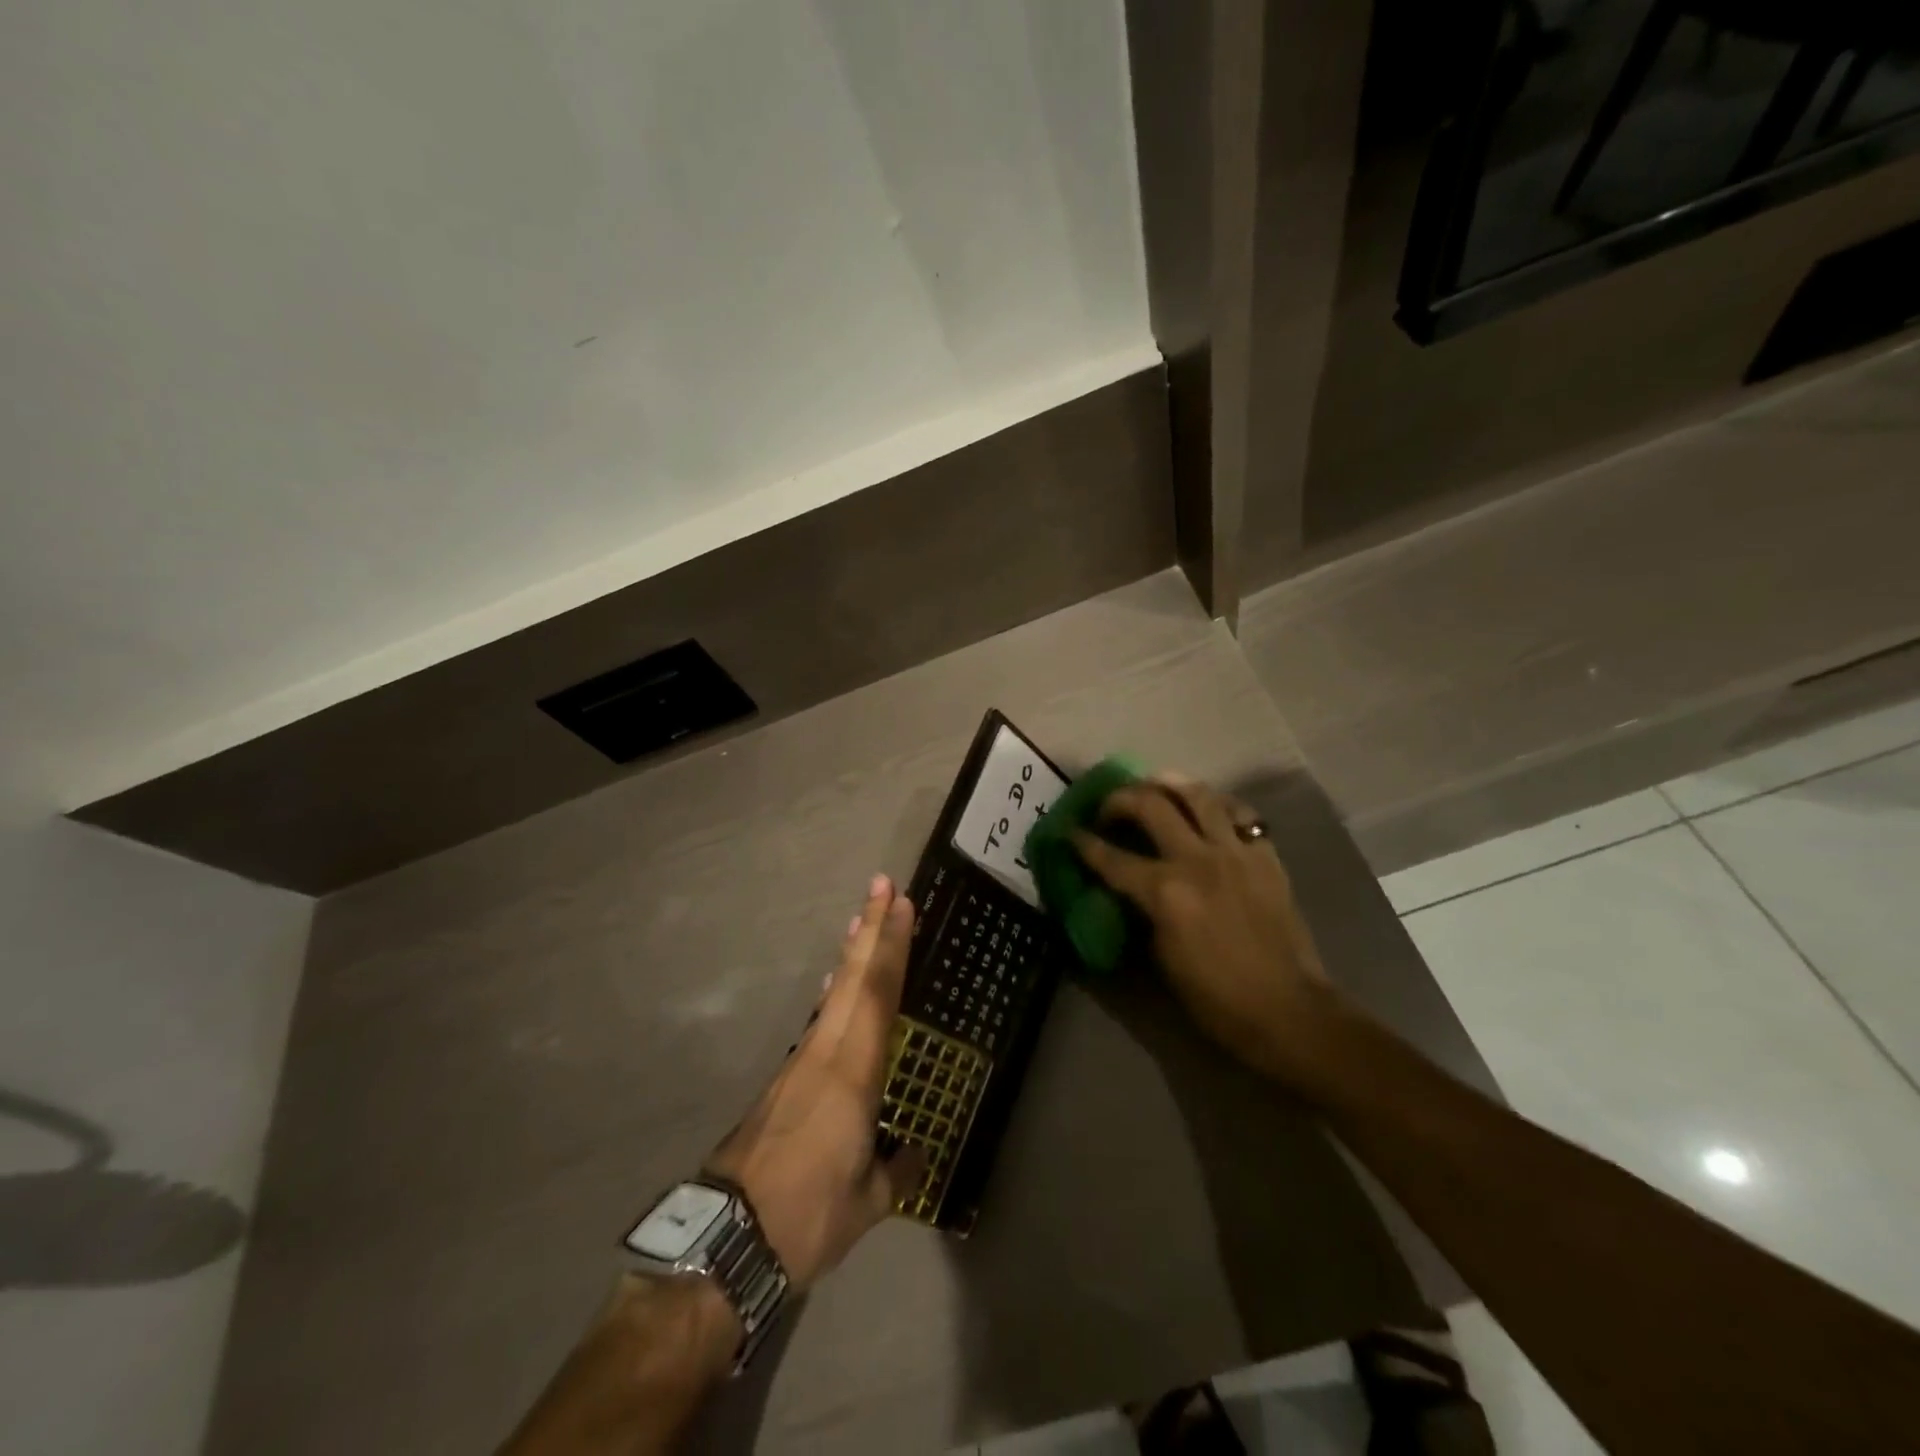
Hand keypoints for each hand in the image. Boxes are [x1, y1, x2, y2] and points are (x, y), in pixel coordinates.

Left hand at [704, 875, 923, 1291]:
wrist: (725, 1240)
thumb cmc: (807, 1216)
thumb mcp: (866, 1202)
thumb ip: (897, 1171)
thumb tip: (915, 1155)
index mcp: (852, 1073)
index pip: (878, 993)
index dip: (892, 945)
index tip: (901, 903)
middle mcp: (825, 1054)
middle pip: (853, 978)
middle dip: (870, 928)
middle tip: (881, 885)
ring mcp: (800, 1065)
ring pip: (833, 995)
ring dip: (851, 954)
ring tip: (861, 922)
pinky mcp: (784, 1082)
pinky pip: (819, 1021)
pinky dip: (835, 992)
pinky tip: (837, 987)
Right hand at [1070, 775, 1340, 1090]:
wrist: (1288, 1010)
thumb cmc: (1216, 998)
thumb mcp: (1162, 958)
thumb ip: (1142, 913)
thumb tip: (1131, 891)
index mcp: (1165, 892)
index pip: (1111, 858)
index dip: (1084, 844)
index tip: (1070, 833)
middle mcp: (1196, 860)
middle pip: (1150, 805)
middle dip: (1120, 799)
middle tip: (1109, 807)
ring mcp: (1235, 852)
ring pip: (1198, 795)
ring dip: (1169, 784)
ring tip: (1154, 786)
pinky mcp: (1265, 855)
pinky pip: (1239, 813)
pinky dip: (1217, 805)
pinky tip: (1207, 809)